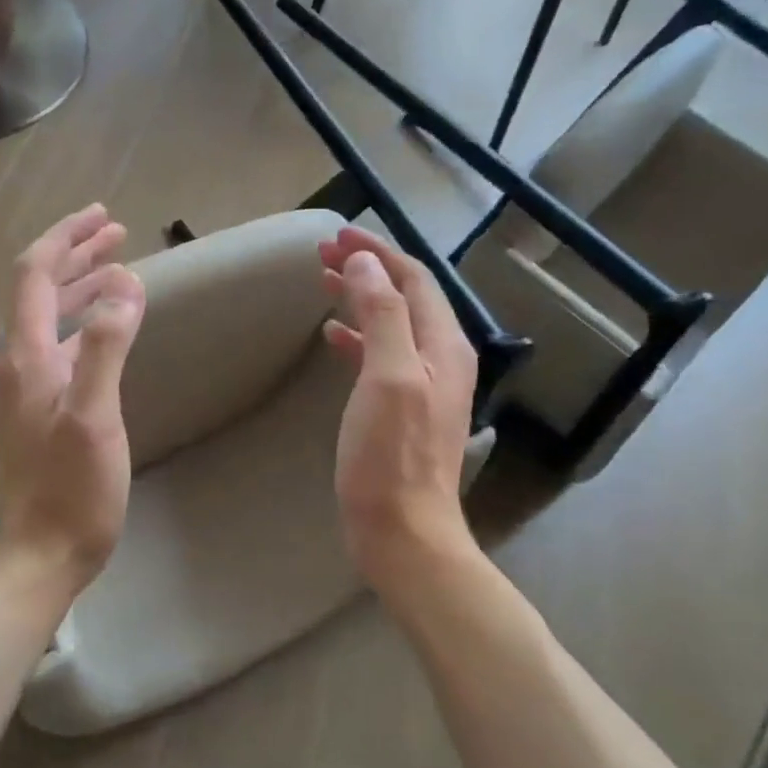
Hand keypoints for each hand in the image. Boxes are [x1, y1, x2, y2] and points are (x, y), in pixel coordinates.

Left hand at [0, 205, 145, 598]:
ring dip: (81, 286)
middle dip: (76, 255)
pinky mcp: (39, 410)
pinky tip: (106, 328)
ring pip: (50, 318)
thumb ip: (105, 347)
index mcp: (27, 356)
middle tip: (116, 232)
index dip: (65, 239)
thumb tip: (124, 284)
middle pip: (40, 290)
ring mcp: (26, 388)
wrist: (43, 555)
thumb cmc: (72, 490)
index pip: (36, 275)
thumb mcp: (95, 416)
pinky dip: (83, 321)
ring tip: (119, 268)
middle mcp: (18, 363)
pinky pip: (59, 345)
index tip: (103, 216)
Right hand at [320, 227, 478, 577]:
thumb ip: (383, 316)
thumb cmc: (392, 455)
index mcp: (443, 345)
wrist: (404, 531)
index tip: (336, 236)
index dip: (378, 252)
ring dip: (361, 298)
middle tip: (324, 254)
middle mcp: (440, 359)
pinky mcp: (402, 410)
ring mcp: (423, 387)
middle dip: (368, 269)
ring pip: (392, 324)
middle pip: (405, 297)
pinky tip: (332, 338)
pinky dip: (357, 337)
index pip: (414, 279)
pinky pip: (381, 355)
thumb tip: (368, 265)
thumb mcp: (389, 376)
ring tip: (325, 282)